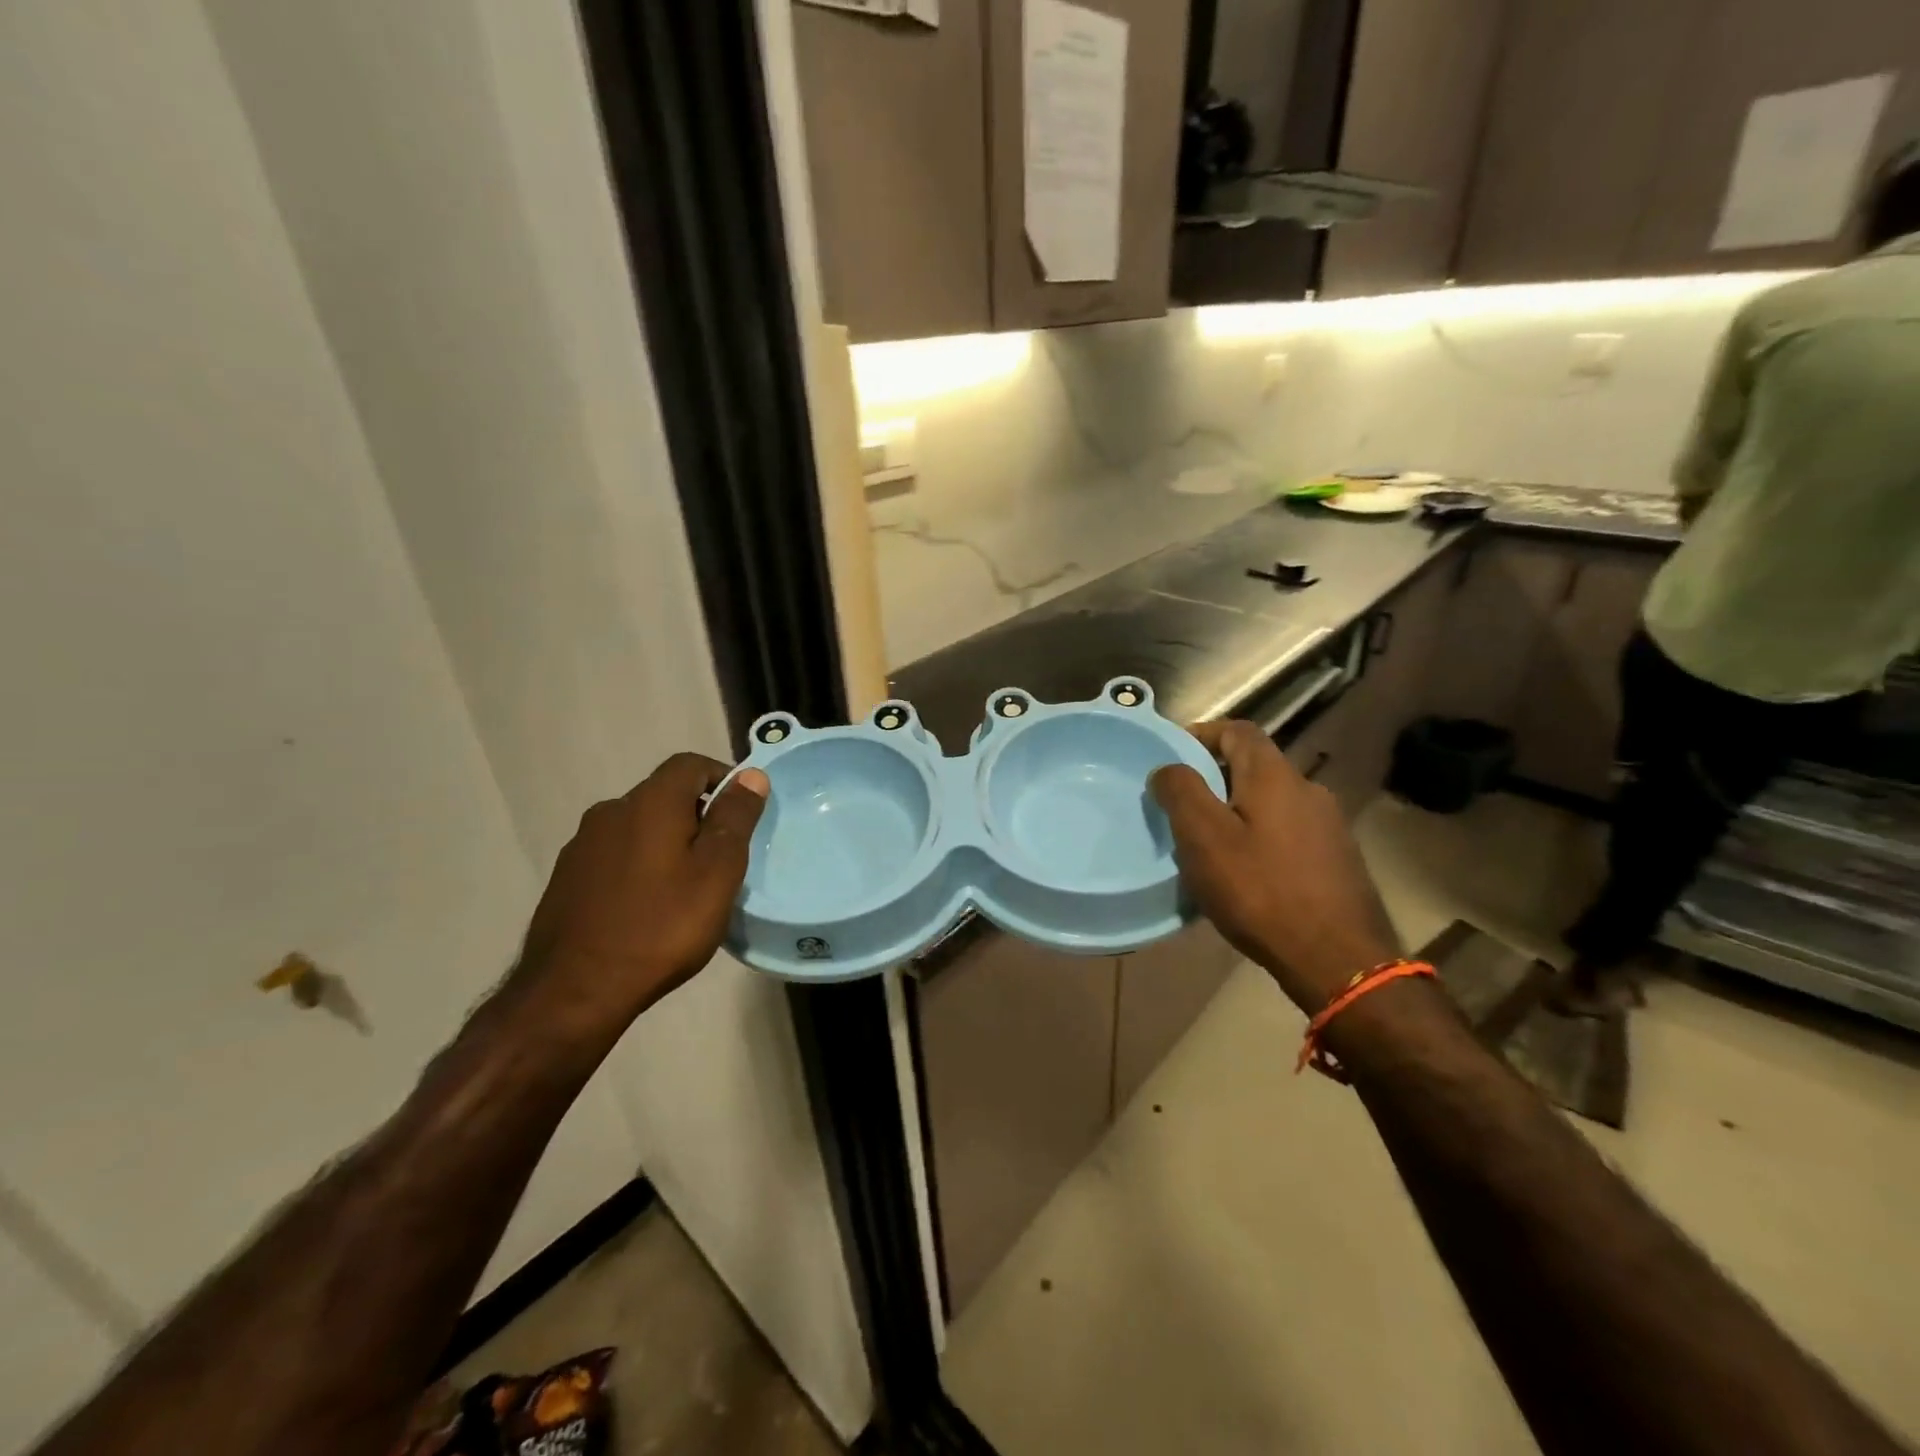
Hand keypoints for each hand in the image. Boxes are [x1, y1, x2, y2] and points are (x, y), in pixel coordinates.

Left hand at [515, 753, 768, 1027]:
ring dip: (667, 842)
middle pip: (664, 795)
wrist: (574, 991)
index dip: (723, 778)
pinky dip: (640, 866)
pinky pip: (615, 855)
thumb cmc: (661, 927)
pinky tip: (648, 906)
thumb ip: (735, 818)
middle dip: (697, 815)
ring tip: (686, 886)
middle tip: (721, 858)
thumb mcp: (717, 872)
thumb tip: (750, 775)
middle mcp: (610, 811)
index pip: (691, 764)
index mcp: (649, 802)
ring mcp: (582, 845)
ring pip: (638, 827)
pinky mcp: (567, 878)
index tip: (743, 813)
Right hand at [1150, 721, 1399, 1013]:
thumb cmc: (1260, 891)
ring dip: (1237, 810)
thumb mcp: (1204, 838)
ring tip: (1209, 844)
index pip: (1238, 730)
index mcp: (1275, 776)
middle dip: (1215, 777)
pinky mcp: (1337, 859)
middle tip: (1181, 806)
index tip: (1171, 755)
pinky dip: (1260, 837)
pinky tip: (1247, 873)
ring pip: (1271, 802)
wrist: (1337, 959)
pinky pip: (1288, 832)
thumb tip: (1168, 768)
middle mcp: (1308, 789)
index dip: (1202, 733)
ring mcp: (1329, 826)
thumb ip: (1181, 792)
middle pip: (1254, 766)